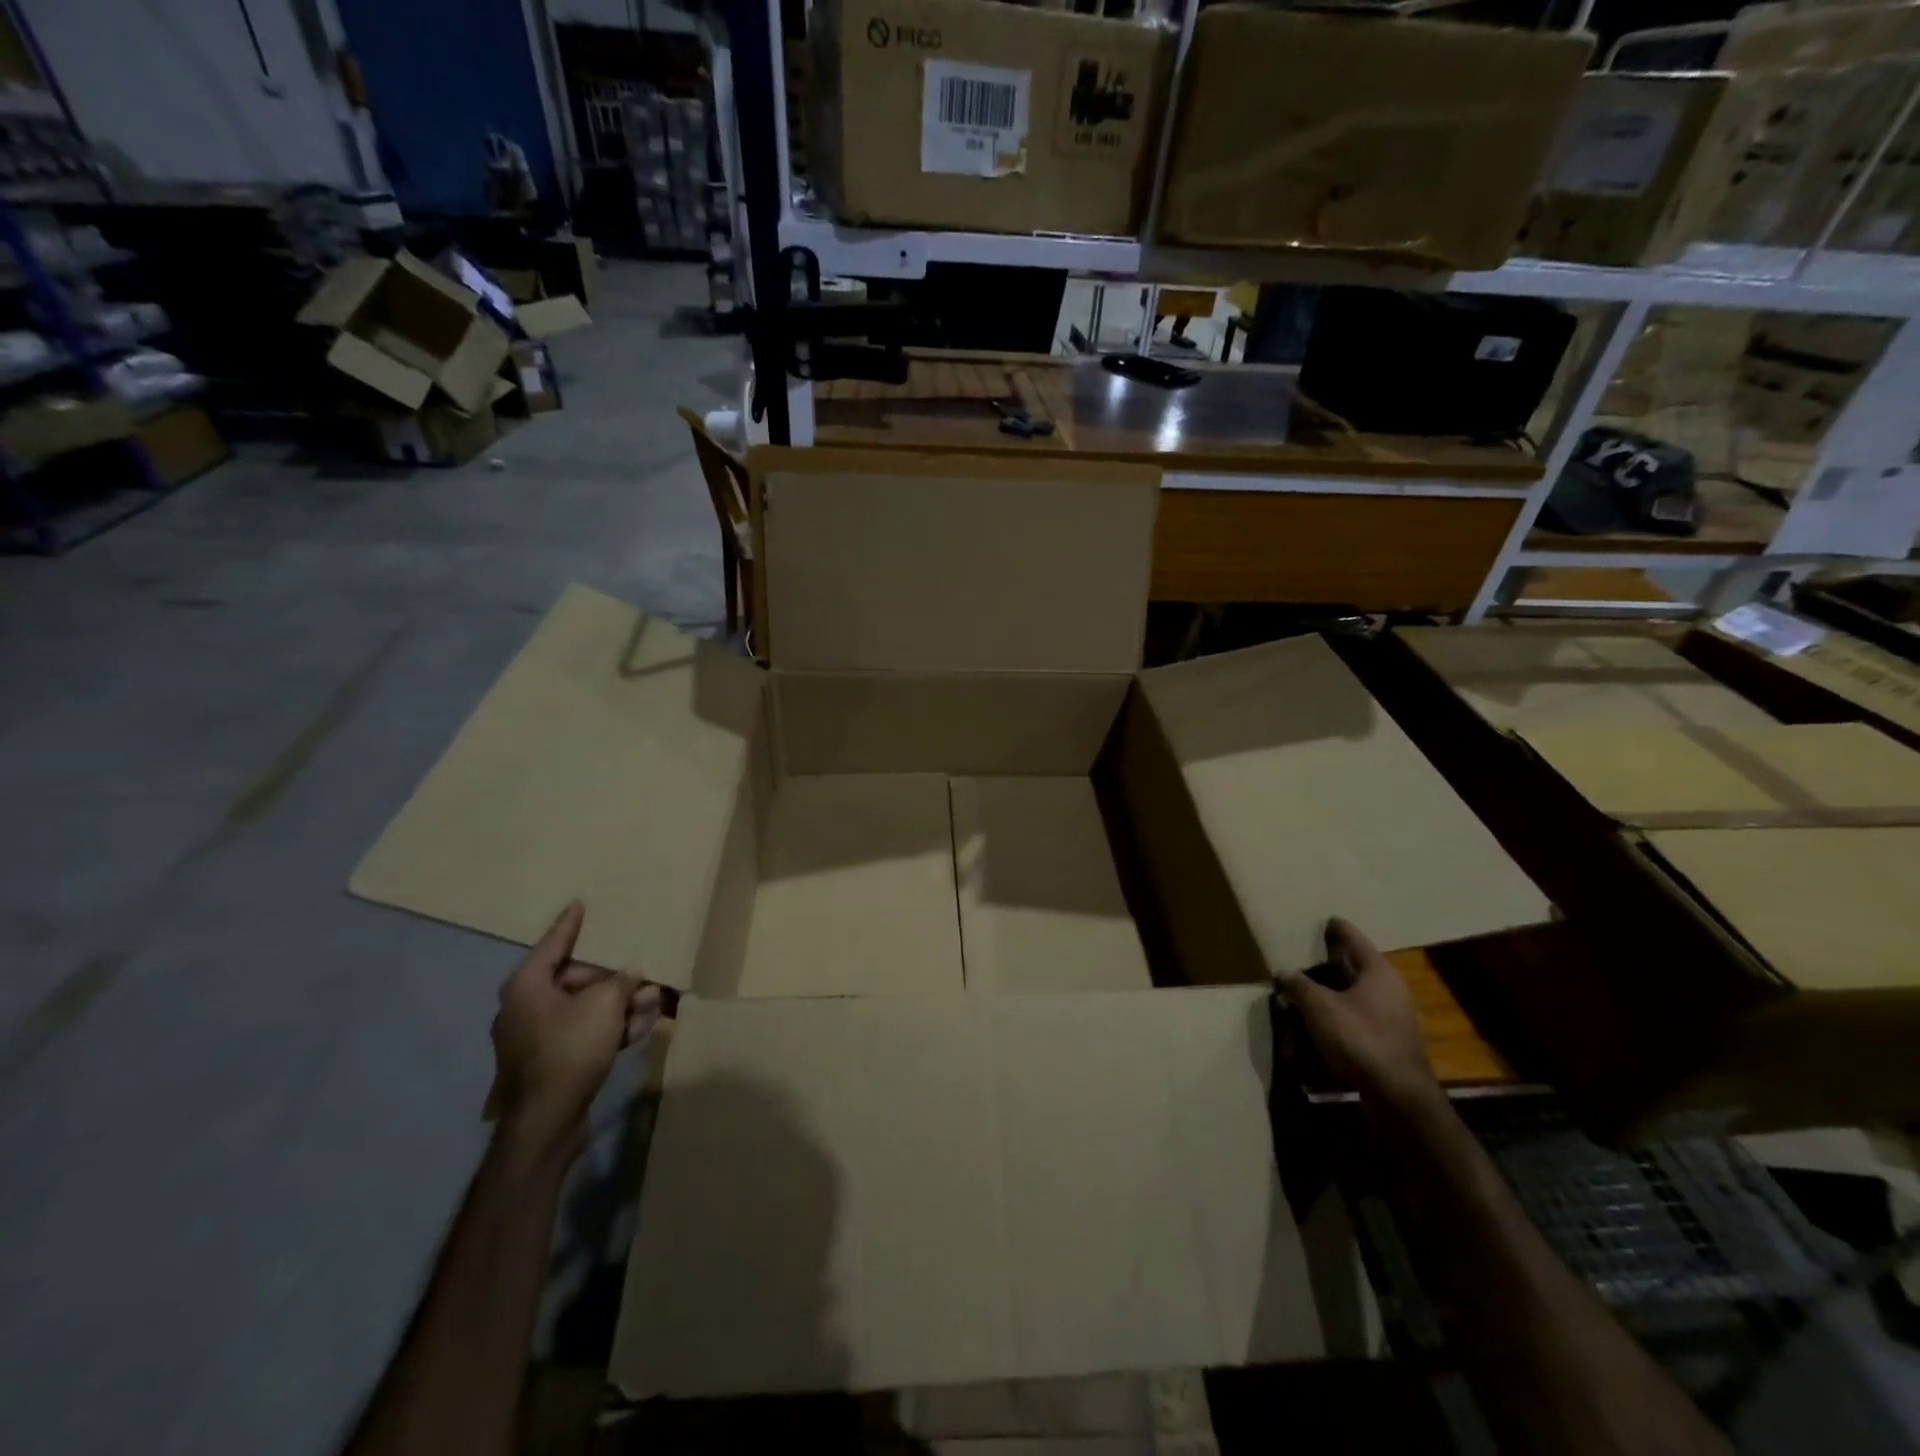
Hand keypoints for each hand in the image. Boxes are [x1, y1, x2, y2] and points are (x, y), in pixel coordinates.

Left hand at [489, 902, 662, 1162]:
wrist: (547, 1121)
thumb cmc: (570, 1049)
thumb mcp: (605, 1005)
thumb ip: (621, 982)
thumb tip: (630, 975)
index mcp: (527, 986)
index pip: (553, 944)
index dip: (569, 925)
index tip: (579, 904)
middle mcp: (525, 1007)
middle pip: (576, 980)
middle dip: (615, 980)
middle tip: (645, 979)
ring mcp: (535, 1038)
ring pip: (585, 1010)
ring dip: (619, 1006)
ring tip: (652, 1004)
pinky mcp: (550, 1063)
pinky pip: (583, 1034)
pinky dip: (609, 1029)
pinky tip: (640, 1030)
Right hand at [1280, 918, 1439, 1113]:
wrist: (1397, 1095)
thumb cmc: (1359, 1038)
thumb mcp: (1319, 1007)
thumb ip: (1299, 985)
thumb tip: (1284, 973)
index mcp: (1378, 971)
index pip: (1354, 939)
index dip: (1336, 928)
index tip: (1324, 919)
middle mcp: (1390, 989)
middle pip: (1355, 967)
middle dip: (1329, 963)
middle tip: (1304, 955)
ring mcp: (1392, 1017)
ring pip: (1355, 994)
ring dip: (1331, 991)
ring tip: (1304, 989)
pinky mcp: (1387, 1041)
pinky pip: (1357, 1017)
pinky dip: (1337, 1014)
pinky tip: (1318, 1021)